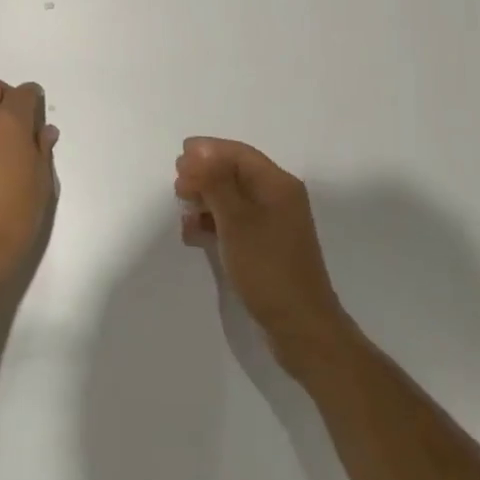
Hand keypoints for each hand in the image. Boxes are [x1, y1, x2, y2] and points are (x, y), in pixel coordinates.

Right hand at [175, 137, 352, 374]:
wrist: (301, 328)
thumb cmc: (268, 268)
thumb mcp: (237, 221)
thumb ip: (216, 182)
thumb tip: (199, 150)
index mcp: (278, 185)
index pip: (240, 154)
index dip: (209, 151)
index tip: (179, 156)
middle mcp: (278, 198)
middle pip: (236, 174)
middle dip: (205, 175)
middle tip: (177, 185)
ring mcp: (274, 225)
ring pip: (233, 200)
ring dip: (207, 200)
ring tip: (182, 209)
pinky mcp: (266, 249)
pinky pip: (236, 224)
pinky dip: (214, 224)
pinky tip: (193, 234)